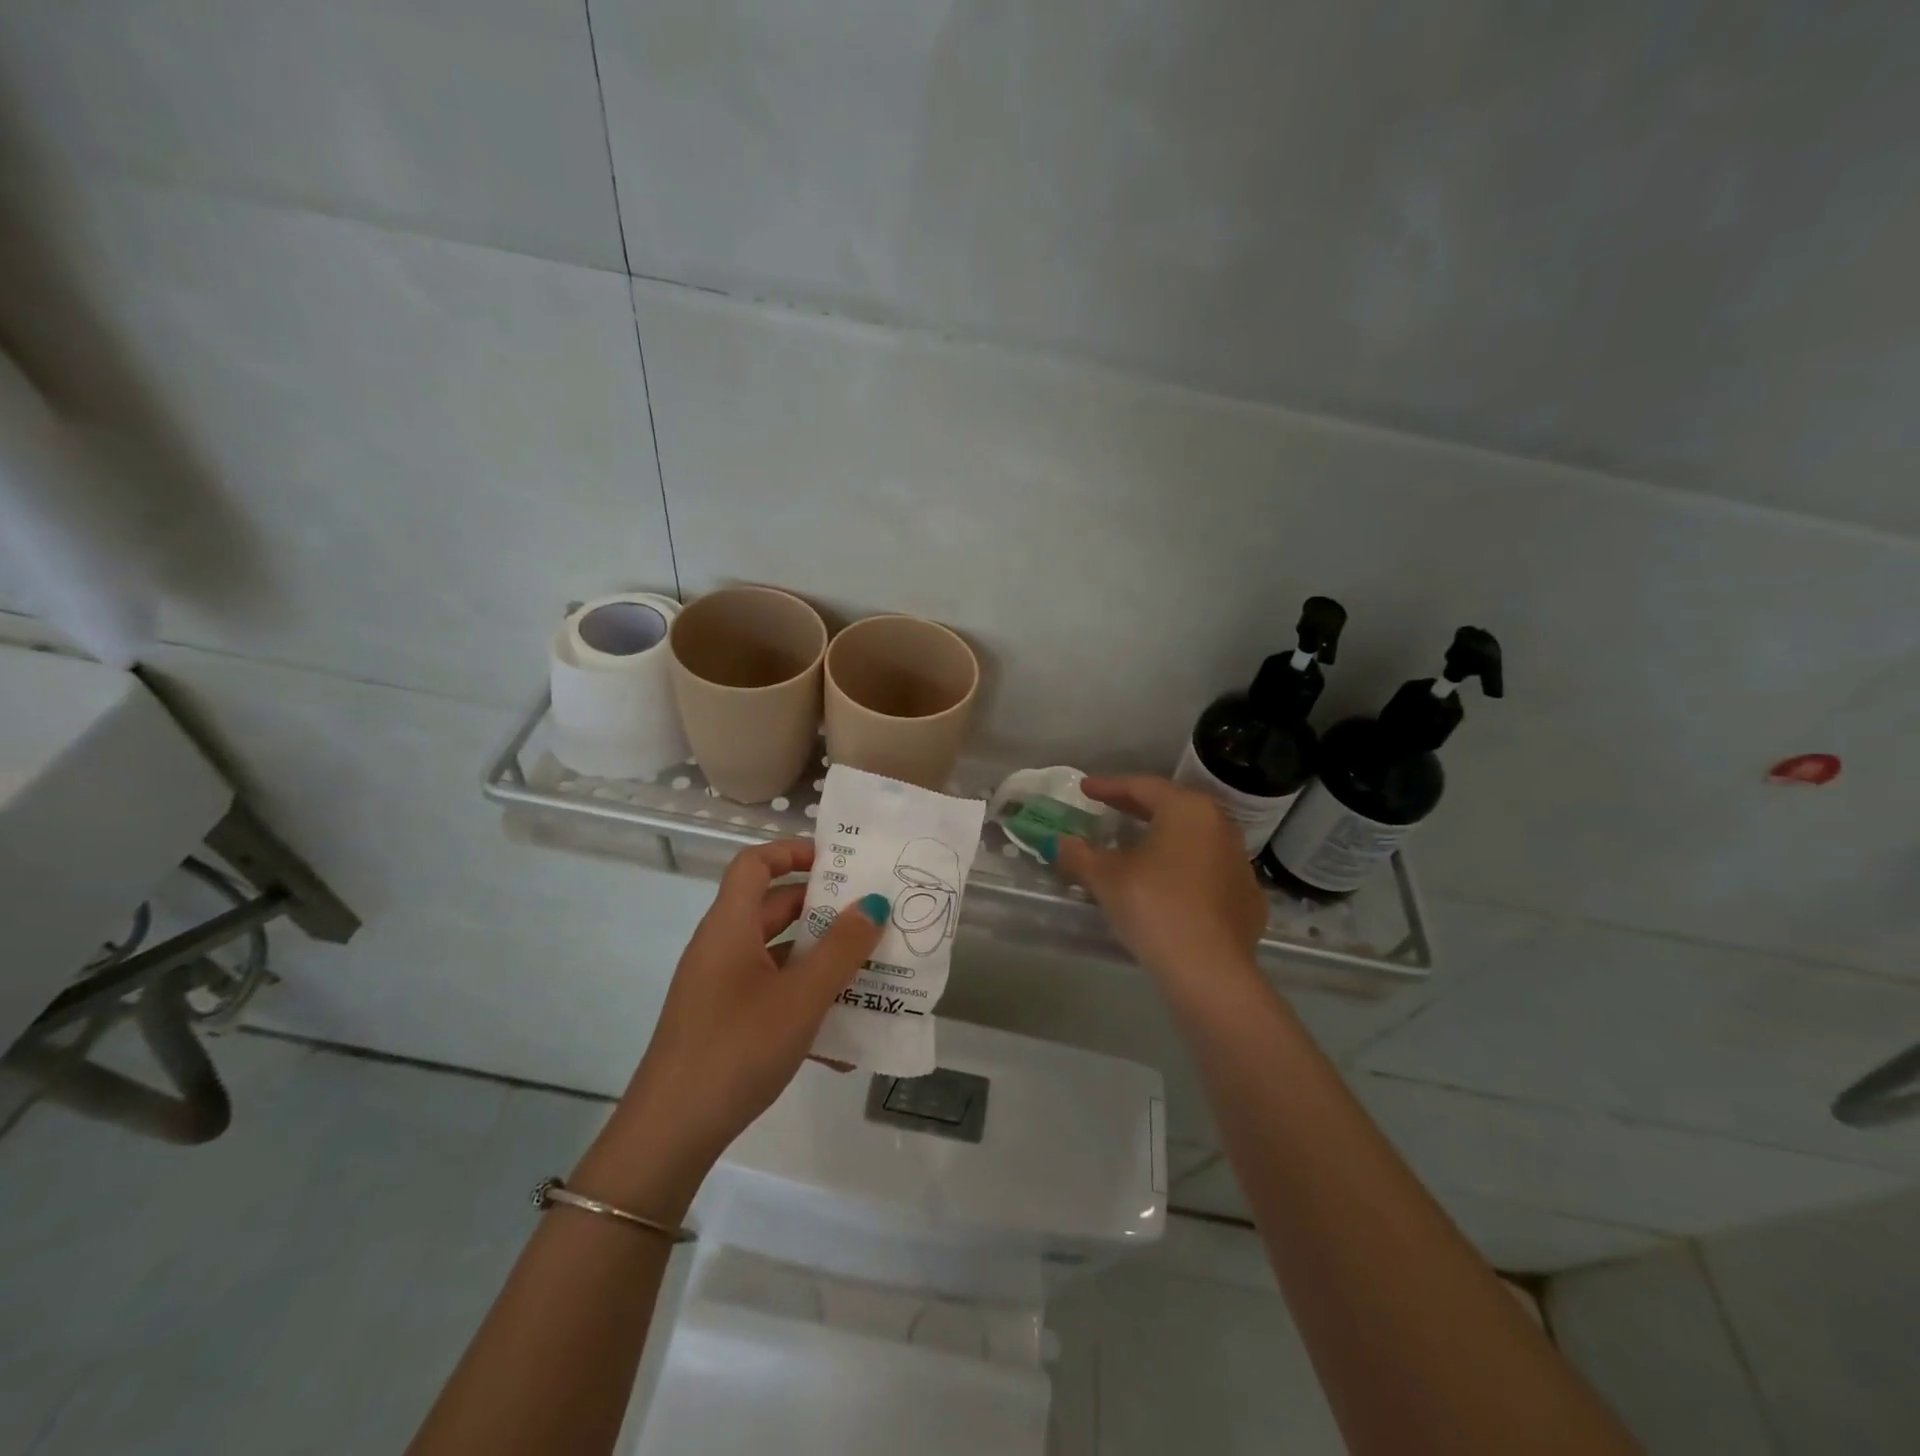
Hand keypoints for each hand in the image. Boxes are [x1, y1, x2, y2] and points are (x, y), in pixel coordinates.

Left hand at [578, 840, 887, 1210]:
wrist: (669, 1136)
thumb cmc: (737, 1049)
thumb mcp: (801, 997)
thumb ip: (841, 949)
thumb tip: (873, 904)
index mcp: (729, 927)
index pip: (754, 863)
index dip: (792, 851)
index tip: (839, 862)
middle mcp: (722, 948)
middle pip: (772, 907)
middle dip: (822, 909)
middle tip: (870, 915)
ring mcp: (720, 988)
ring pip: (777, 955)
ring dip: (820, 960)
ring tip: (869, 972)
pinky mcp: (724, 1023)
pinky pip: (772, 996)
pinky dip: (805, 1004)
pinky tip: (843, 1042)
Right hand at [1053, 776, 1267, 988]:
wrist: (1209, 970)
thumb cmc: (1154, 906)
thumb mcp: (1106, 877)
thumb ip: (1080, 854)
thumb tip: (1060, 842)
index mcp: (1187, 810)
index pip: (1143, 786)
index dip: (1109, 786)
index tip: (1085, 788)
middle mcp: (1220, 826)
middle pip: (1173, 807)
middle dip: (1137, 808)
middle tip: (1109, 809)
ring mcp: (1239, 863)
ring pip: (1195, 839)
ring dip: (1164, 838)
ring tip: (1137, 847)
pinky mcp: (1248, 898)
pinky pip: (1209, 872)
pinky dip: (1185, 870)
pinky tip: (1169, 886)